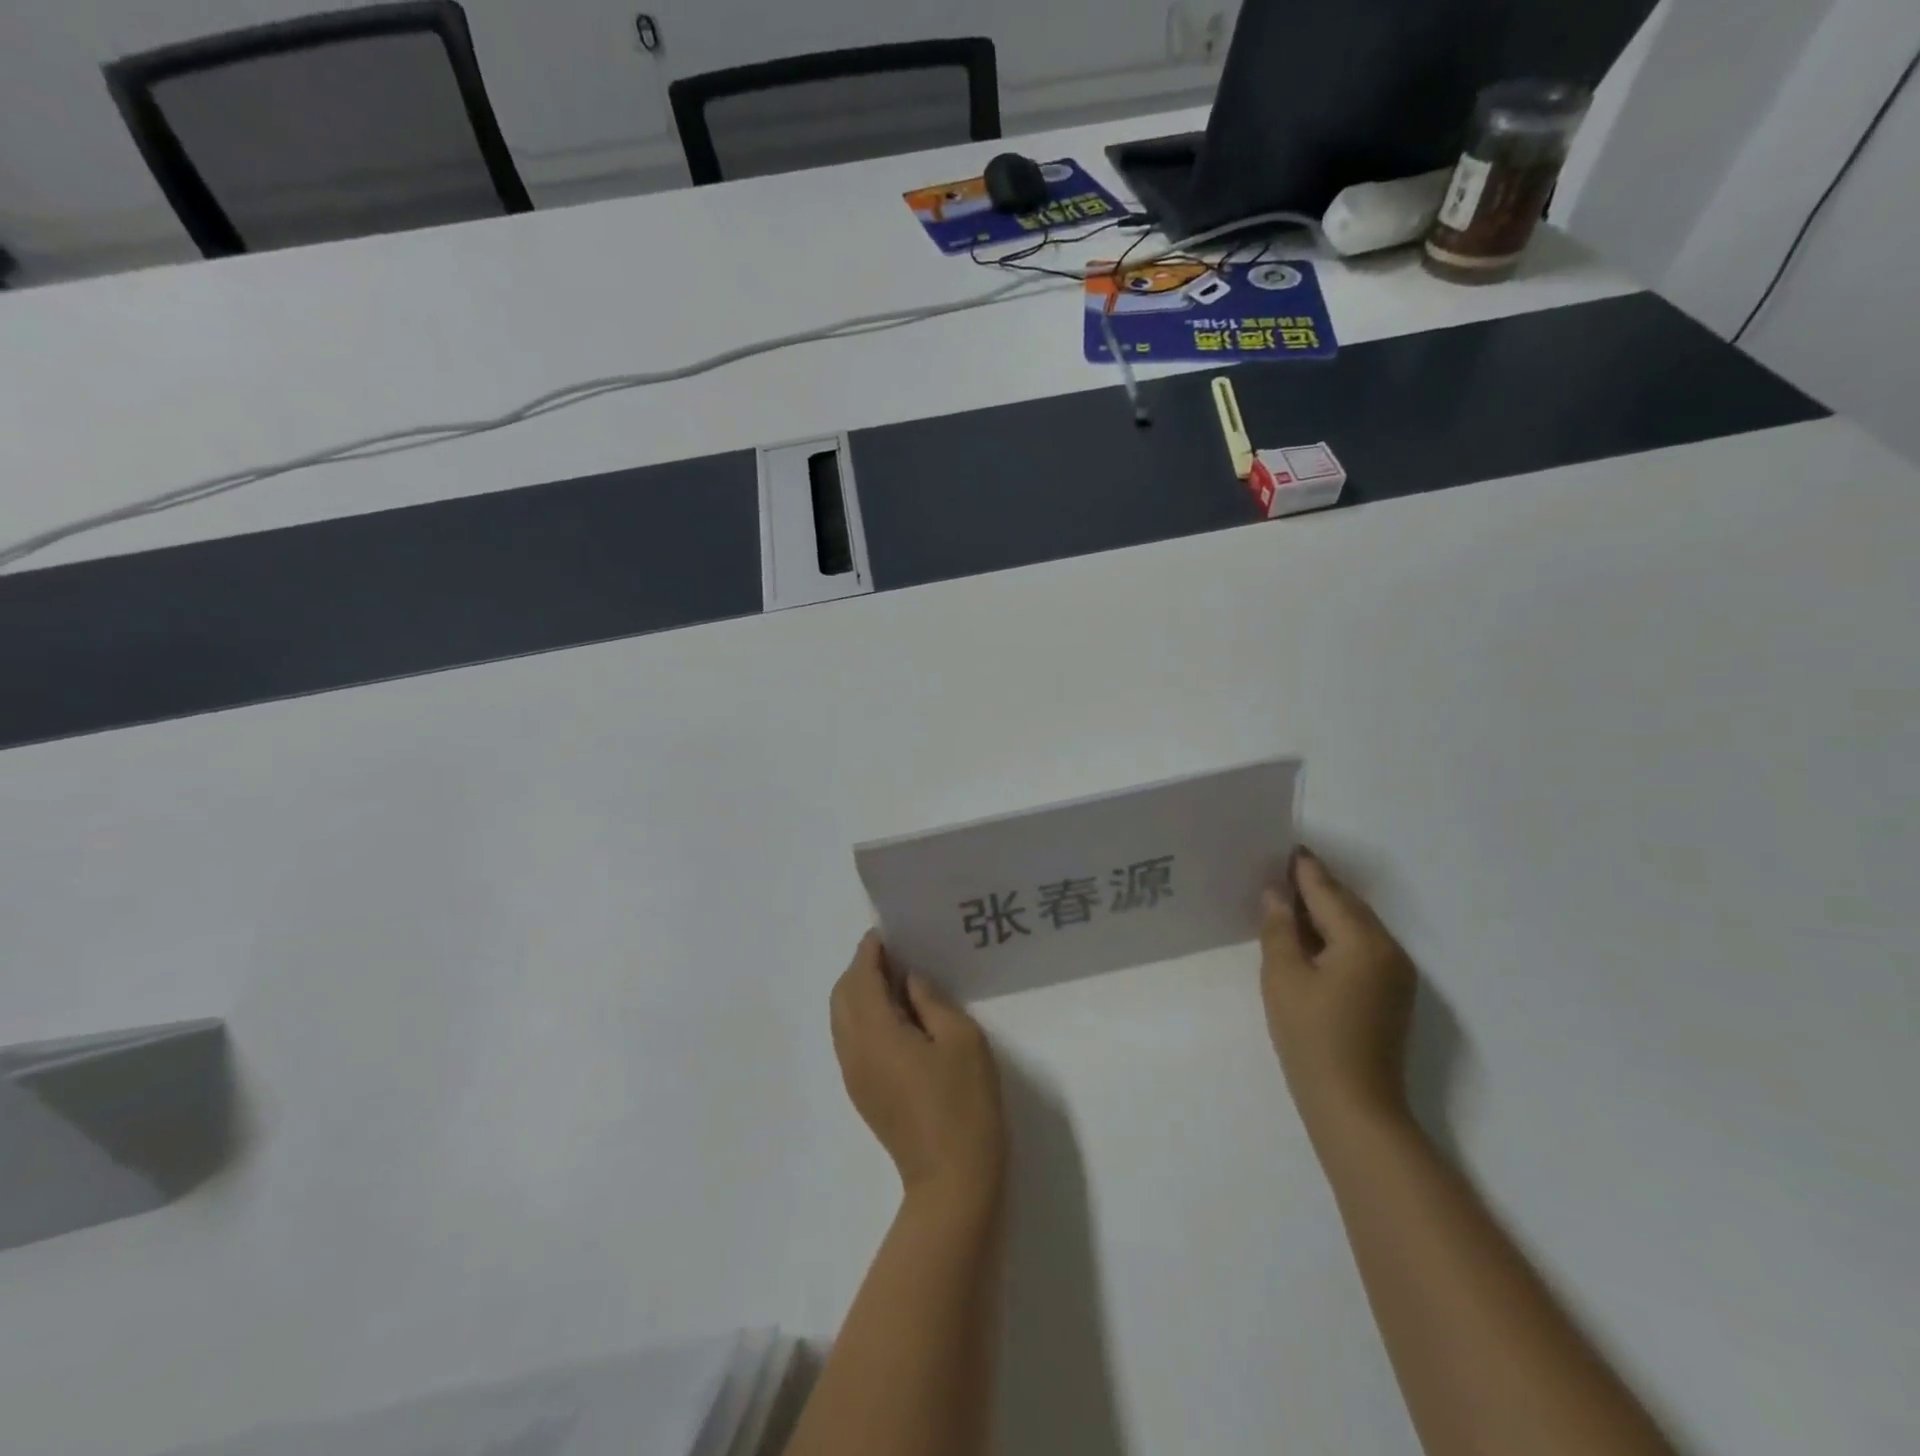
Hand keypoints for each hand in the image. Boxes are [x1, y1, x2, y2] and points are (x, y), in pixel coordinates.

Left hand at [830, 932, 1006, 1203]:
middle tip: (897, 955)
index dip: (871, 950)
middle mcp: (853, 1050)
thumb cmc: (964, 1103)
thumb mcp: (961, 1039)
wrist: (953, 1179)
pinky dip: (863, 1016)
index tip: (890, 932)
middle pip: (842, 995)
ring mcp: (854, 1074)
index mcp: (875, 1033)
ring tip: (897, 983)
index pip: (861, 977)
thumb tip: (909, 979)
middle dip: (862, 968)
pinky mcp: (862, 1092)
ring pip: (842, 1018)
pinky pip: (850, 1039)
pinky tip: (896, 1018)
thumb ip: (930, 1000)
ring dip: (860, 992)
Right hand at [1259, 849, 1418, 1143]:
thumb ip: (1279, 928)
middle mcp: (1389, 950)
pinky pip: (1361, 949)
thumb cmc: (1312, 1037)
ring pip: (1355, 927)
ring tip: (1286, 902)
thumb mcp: (1283, 977)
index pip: (1328, 891)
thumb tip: (1276, 894)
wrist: (1354, 1107)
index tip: (1282, 847)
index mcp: (1364, 941)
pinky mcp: (1391, 996)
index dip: (1303, 868)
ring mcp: (1395, 975)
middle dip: (1314, 888)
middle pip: (1347, 906)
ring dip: (1324, 912)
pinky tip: (1307, 940)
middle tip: (1277, 872)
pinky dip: (1334, 936)